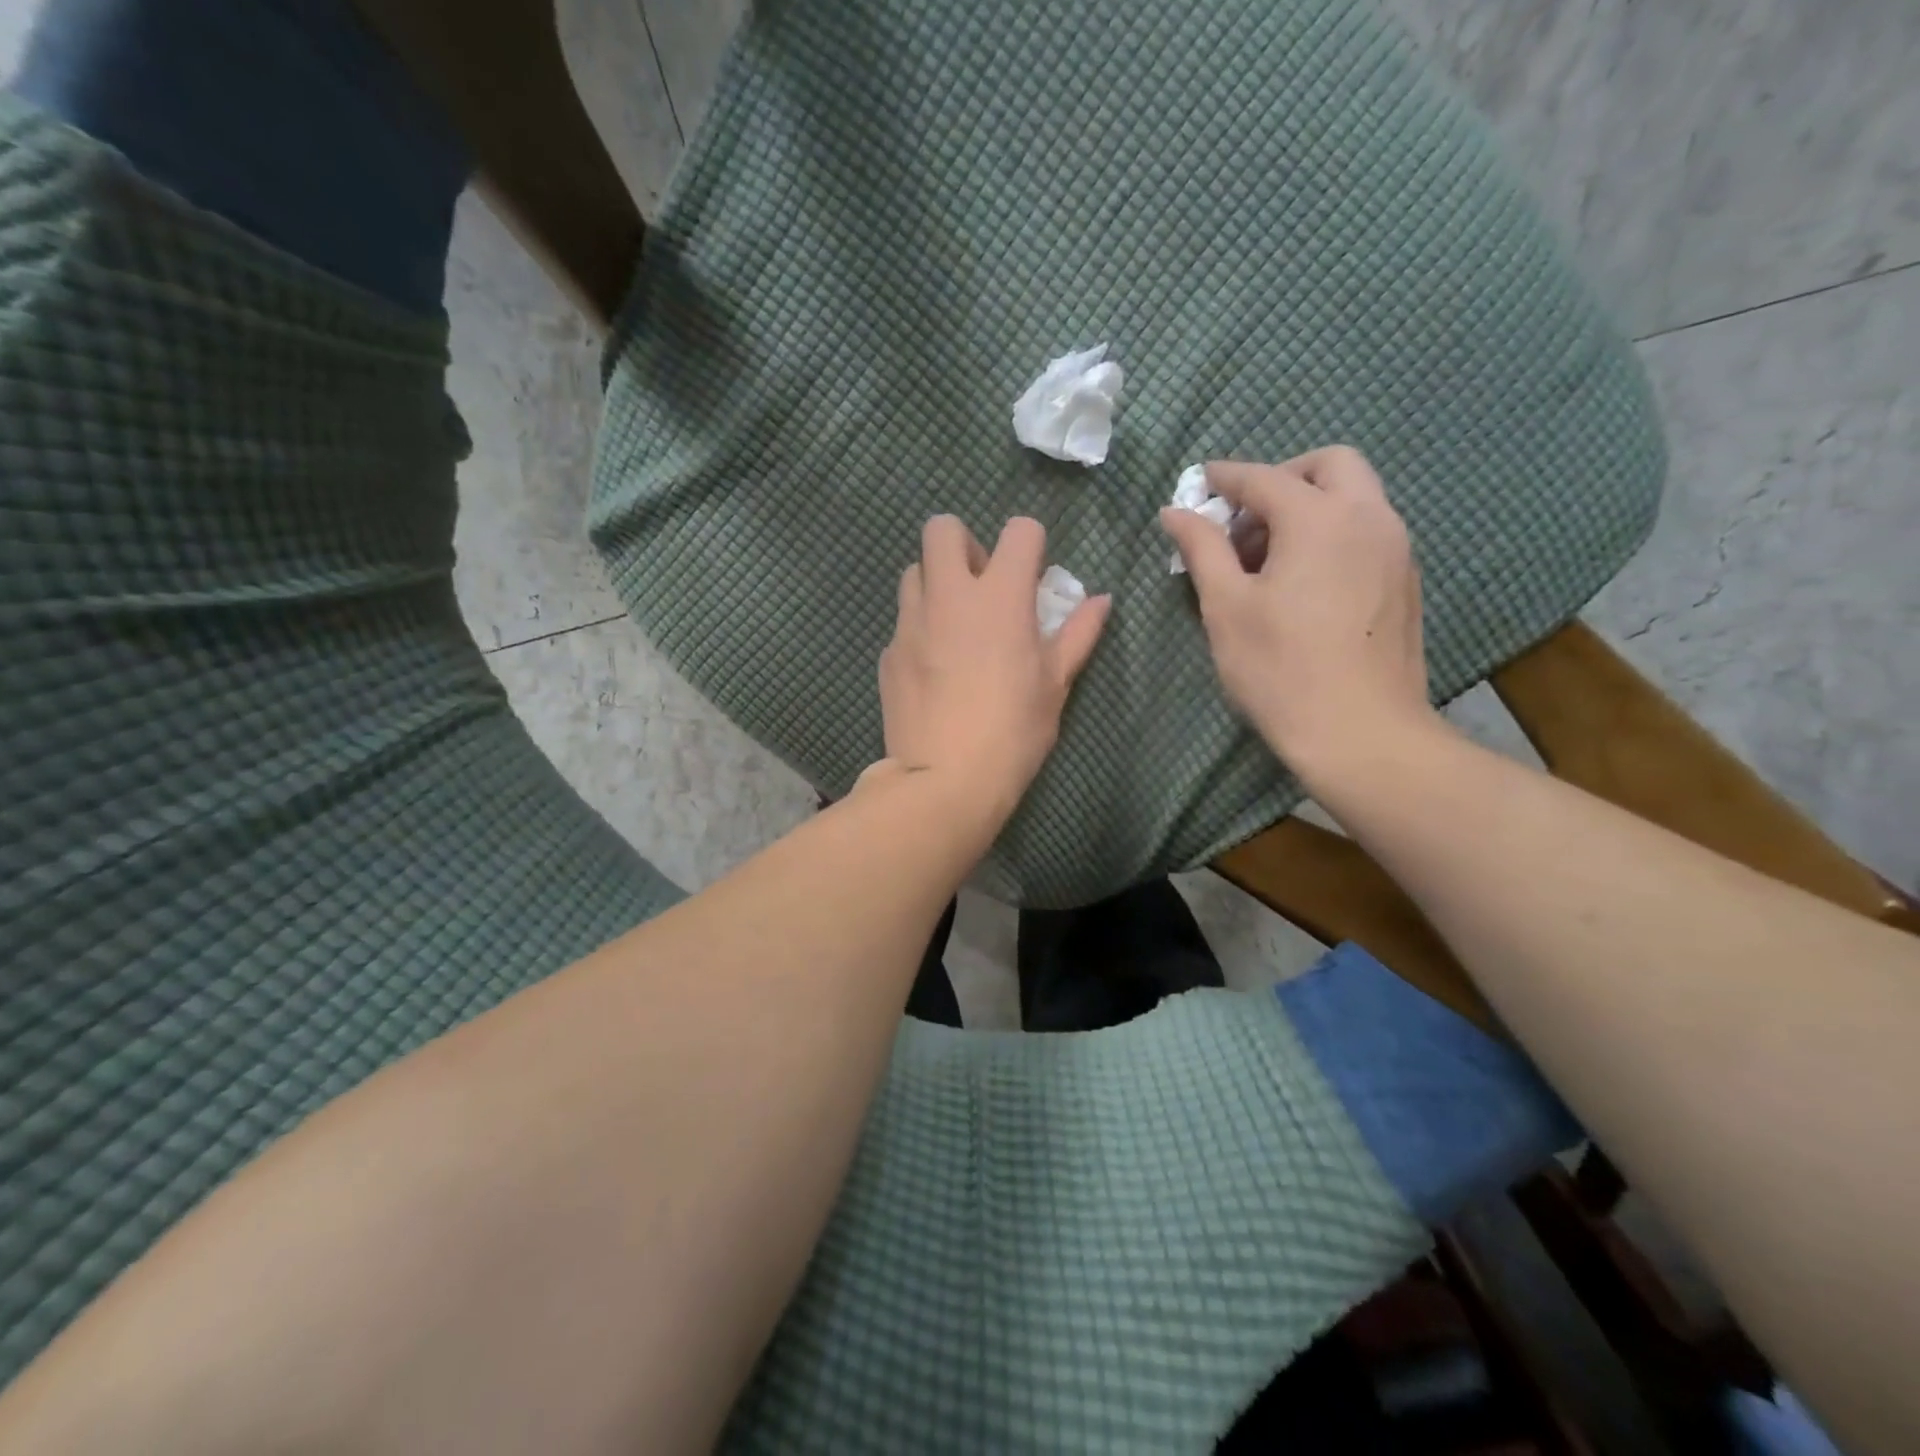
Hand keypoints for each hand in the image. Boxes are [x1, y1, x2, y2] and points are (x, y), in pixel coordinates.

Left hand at [876, 515, 1109, 816]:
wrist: (944, 779)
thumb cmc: (1013, 731)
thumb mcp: (1055, 683)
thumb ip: (1078, 634)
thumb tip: (1101, 600)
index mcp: (1000, 597)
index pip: (1019, 531)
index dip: (1030, 545)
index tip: (1031, 576)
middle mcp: (949, 596)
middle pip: (942, 528)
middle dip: (964, 544)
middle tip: (980, 585)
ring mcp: (911, 623)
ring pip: (914, 571)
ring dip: (935, 582)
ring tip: (953, 623)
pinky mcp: (888, 653)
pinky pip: (902, 622)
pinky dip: (919, 629)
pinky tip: (932, 667)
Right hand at [1159, 446, 1436, 778]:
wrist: (1362, 732)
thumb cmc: (1281, 669)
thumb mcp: (1226, 607)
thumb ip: (1202, 549)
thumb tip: (1176, 512)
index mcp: (1320, 519)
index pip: (1264, 478)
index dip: (1225, 477)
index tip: (1199, 483)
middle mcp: (1369, 518)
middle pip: (1330, 466)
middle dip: (1281, 478)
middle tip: (1243, 520)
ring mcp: (1396, 549)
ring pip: (1354, 498)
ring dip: (1308, 507)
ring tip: (1266, 559)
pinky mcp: (1405, 581)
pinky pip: (1367, 532)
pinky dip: (1331, 534)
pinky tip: (1302, 583)